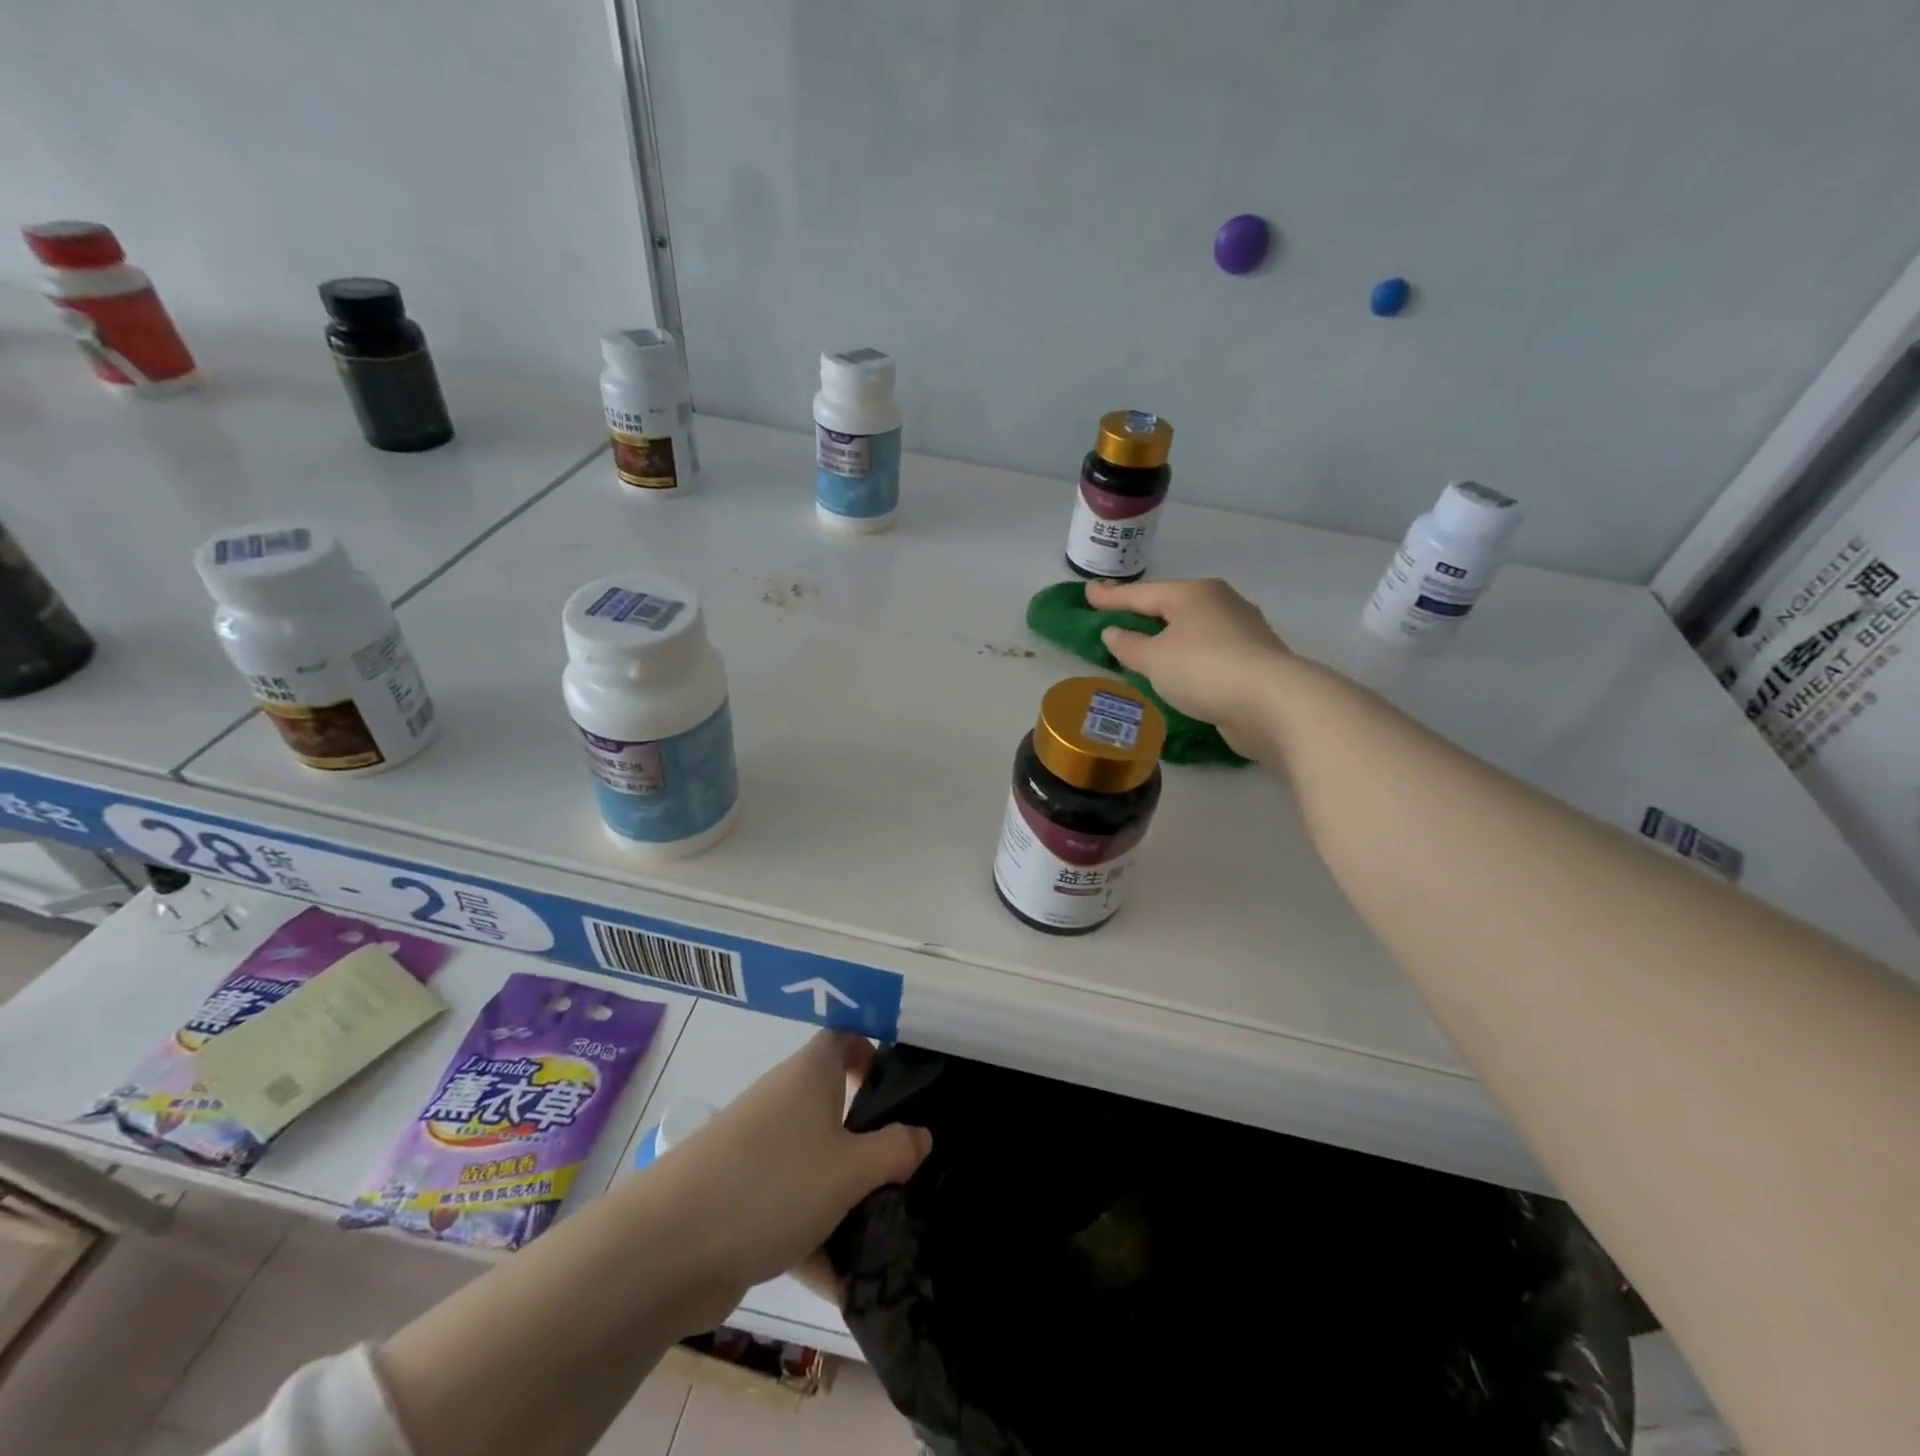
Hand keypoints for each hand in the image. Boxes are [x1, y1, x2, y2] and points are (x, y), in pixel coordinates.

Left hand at [647, 1032, 928, 1323]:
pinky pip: (792, 1206)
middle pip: (838, 1105)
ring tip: (889, 1230)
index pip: (847, 1037)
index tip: (906, 1084)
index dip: (875, 1050)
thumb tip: (922, 1136)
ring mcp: (760, 1150)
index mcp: (811, 1073)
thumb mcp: (851, 1169)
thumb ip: (895, 1151)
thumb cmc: (773, 1184)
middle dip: (872, 1137)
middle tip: (911, 1166)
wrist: (669, 1248)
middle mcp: (786, 1100)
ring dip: (847, 1194)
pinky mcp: (743, 1197)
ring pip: (817, 1162)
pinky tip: (844, 1283)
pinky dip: (816, 1236)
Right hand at [1086, 577, 1293, 758]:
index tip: (1087, 593)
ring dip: (1167, 636)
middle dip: (1143, 612)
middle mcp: (1221, 603)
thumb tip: (1114, 632)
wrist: (1272, 703)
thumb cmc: (1203, 669)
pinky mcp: (1254, 660)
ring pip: (1193, 628)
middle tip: (1115, 616)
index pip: (1142, 593)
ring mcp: (1242, 631)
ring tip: (1145, 646)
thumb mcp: (1154, 659)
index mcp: (1193, 593)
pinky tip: (1178, 669)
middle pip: (1171, 605)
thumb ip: (1129, 645)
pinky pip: (1208, 651)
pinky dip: (1187, 656)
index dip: (1112, 596)